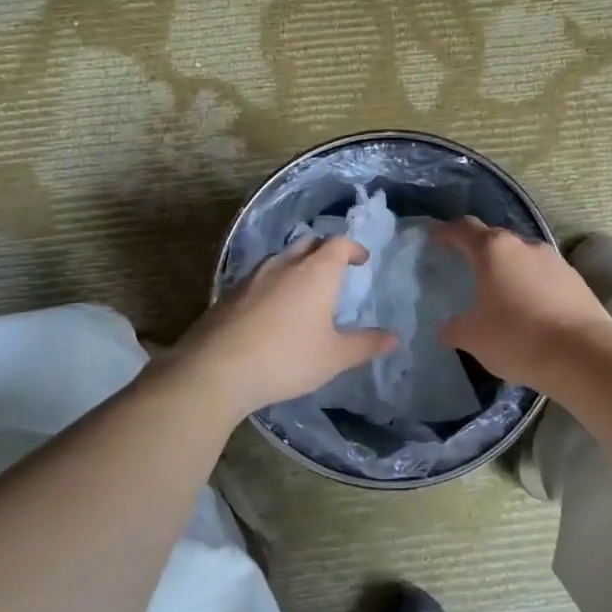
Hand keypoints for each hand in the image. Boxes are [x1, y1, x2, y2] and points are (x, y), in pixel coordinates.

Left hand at [176, 237, 396, 416]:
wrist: (217, 368)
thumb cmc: (286, 358)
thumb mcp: (333, 357)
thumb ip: (365, 345)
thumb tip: (394, 338)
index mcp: (315, 272)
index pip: (338, 244)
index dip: (352, 248)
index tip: (361, 260)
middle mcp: (284, 264)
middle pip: (308, 242)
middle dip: (324, 251)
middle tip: (334, 269)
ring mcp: (252, 276)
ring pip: (280, 257)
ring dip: (296, 264)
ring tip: (303, 288)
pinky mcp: (229, 293)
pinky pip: (258, 277)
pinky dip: (272, 283)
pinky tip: (271, 309)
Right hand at [434, 219, 611, 390]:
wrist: (584, 356)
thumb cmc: (518, 338)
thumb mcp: (474, 338)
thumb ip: (455, 328)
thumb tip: (447, 328)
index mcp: (493, 250)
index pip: (463, 228)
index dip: (446, 232)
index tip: (435, 239)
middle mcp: (524, 245)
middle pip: (494, 238)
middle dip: (477, 250)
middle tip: (464, 269)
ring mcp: (554, 260)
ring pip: (522, 256)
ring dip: (507, 268)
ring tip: (497, 291)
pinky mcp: (575, 279)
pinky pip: (543, 275)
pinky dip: (530, 284)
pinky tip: (528, 308)